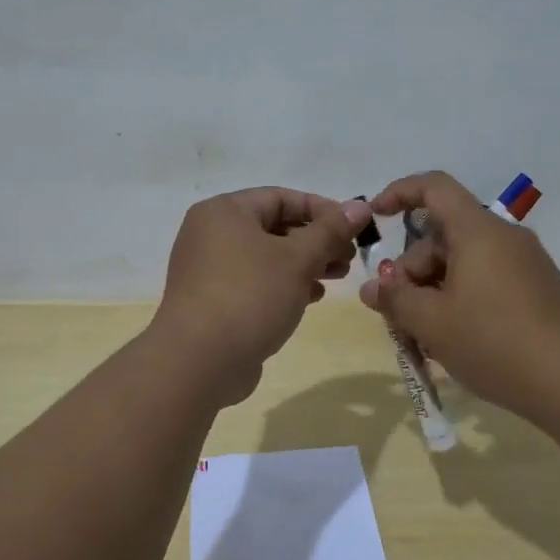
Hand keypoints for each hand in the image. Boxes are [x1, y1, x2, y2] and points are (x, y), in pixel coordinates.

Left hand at [153, 188, 371, 403]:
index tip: (354, 227)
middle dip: (316, 240)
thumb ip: (330, 230)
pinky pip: (255, 282)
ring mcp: (209, 270)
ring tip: (338, 277)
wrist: (200, 361)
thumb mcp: (297, 259)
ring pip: (267, 257)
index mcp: (224, 211)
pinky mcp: (213, 301)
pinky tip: (312, 297)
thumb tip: (360, 205)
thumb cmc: (250, 295)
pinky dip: (284, 284)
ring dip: (305, 263)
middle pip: (274, 227)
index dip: (322, 209)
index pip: (281, 198)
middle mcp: (211, 234)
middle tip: (349, 257)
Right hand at [358, 171, 559, 420]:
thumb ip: (395, 299)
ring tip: (423, 338)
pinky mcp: (538, 290)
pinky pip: (486, 280)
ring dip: (434, 291)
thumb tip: (374, 288)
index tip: (376, 216)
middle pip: (443, 236)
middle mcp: (504, 237)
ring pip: (463, 263)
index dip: (399, 192)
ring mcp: (525, 264)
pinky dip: (460, 300)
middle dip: (412, 269)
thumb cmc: (494, 342)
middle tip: (397, 314)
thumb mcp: (431, 323)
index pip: (434, 187)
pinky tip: (453, 341)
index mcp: (478, 231)